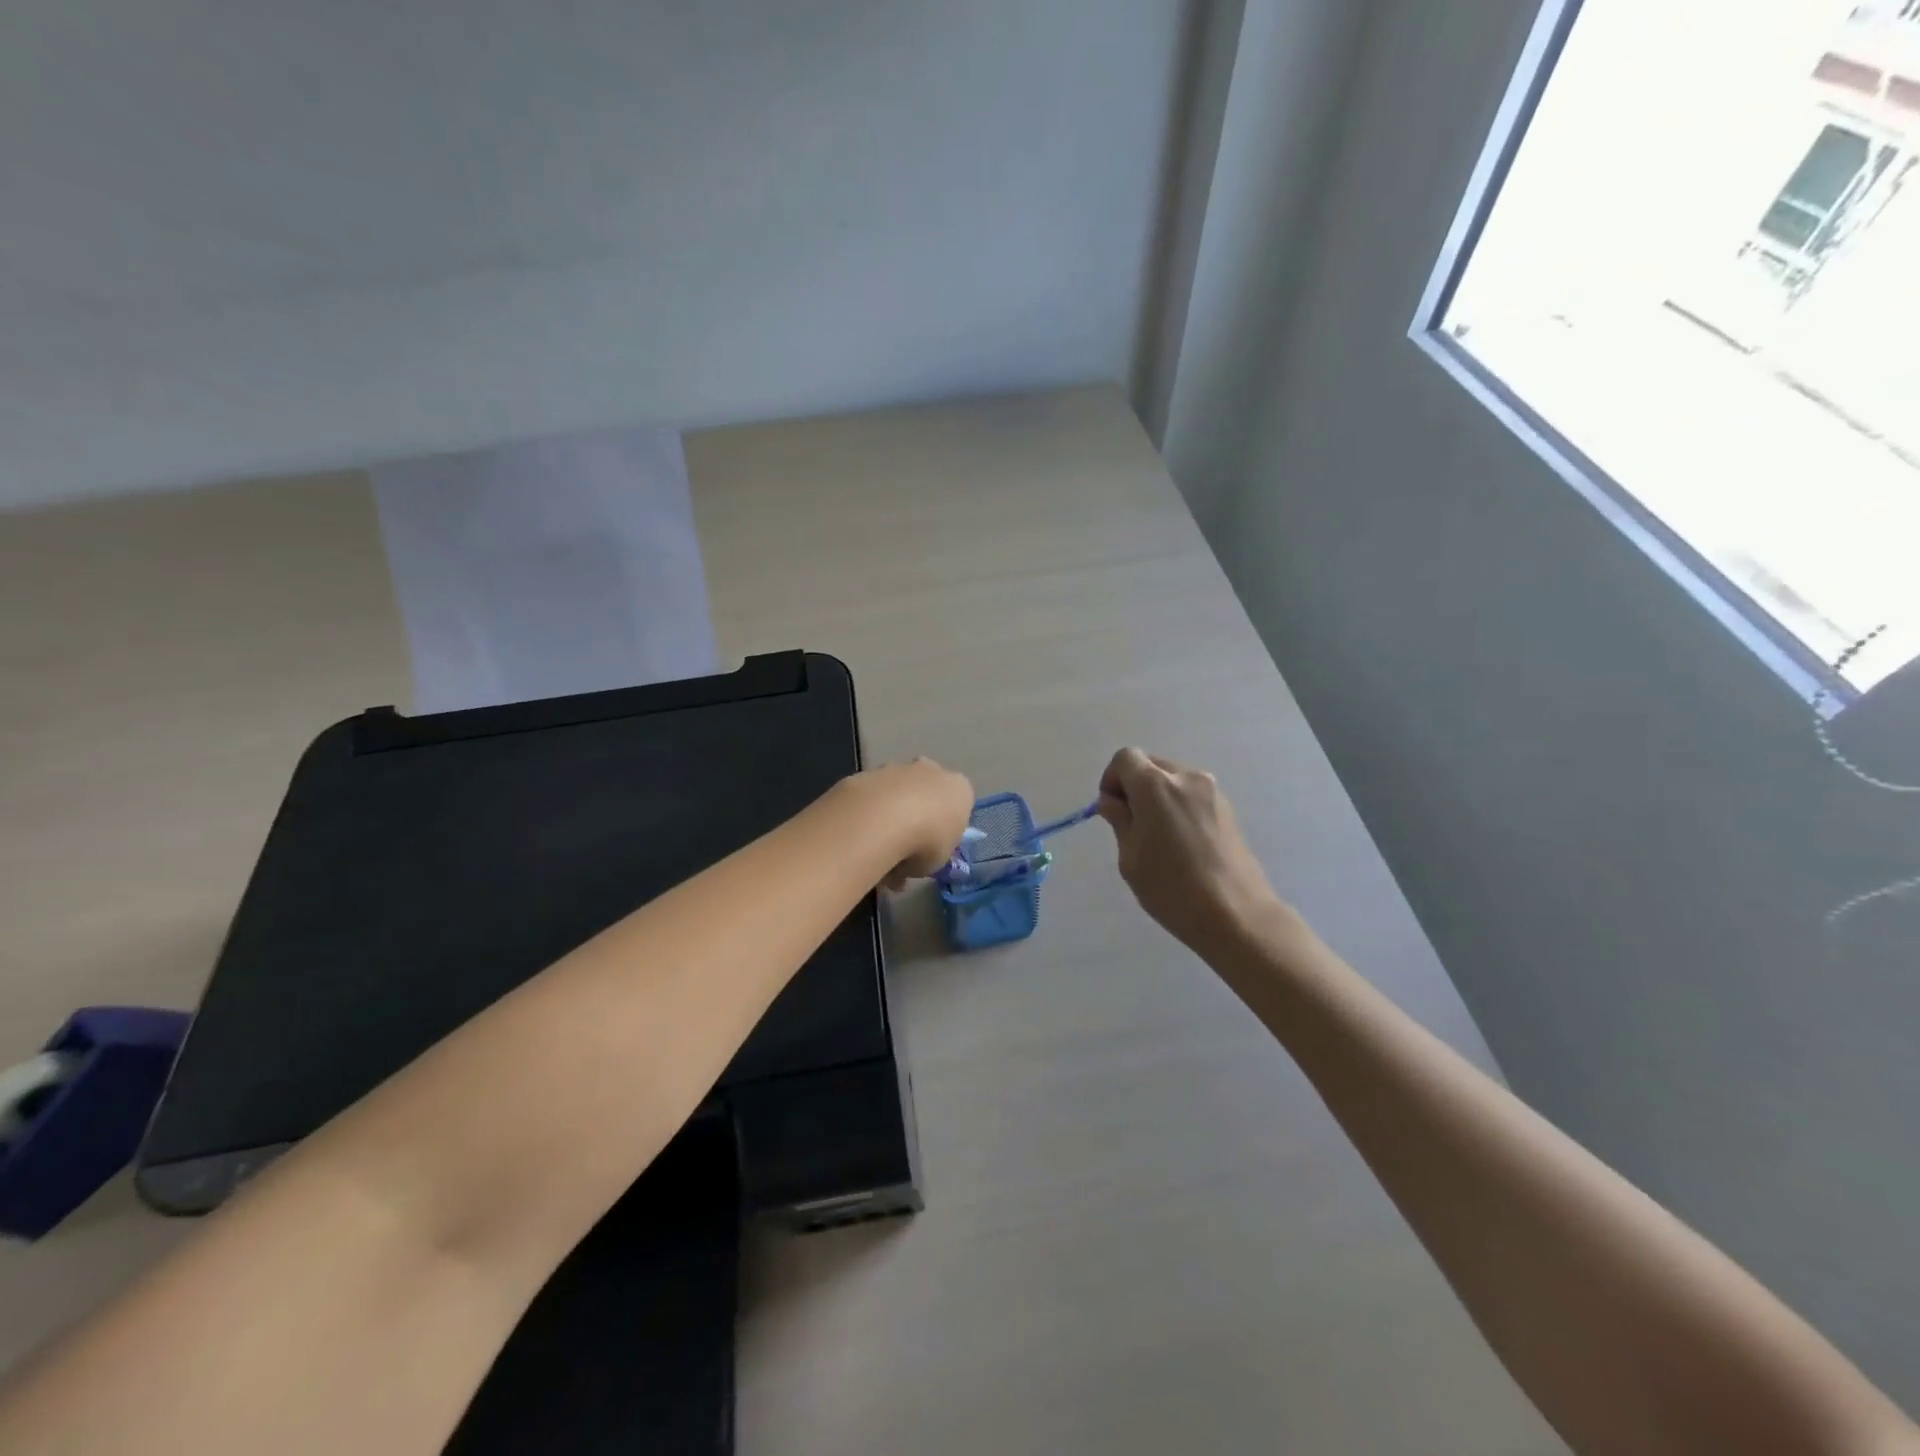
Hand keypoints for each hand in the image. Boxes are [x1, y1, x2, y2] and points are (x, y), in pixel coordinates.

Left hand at [842, 758, 974, 889]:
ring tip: (877, 846)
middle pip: (926, 791)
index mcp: (959, 789)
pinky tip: (861, 834)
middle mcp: (931, 770)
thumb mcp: (940, 859)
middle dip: (917, 814)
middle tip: (904, 846)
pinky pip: (871, 795)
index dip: (944, 828)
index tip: (932, 848)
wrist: (883, 820)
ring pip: (896, 791)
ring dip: (889, 813)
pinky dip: (867, 812)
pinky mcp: (867, 772)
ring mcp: (897, 767)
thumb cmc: (926, 842)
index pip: (957, 805)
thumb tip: (918, 856)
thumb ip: (932, 851)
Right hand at [1096, 748, 1285, 954]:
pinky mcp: (1227, 809)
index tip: (1112, 811)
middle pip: (1151, 765)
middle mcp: (1186, 778)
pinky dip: (1179, 807)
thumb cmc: (1172, 888)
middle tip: (1132, 825)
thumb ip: (1119, 820)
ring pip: (1173, 780)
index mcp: (1156, 785)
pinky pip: (1192, 795)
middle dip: (1134, 786)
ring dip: (1158, 797)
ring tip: (1159, 838)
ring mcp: (1212, 792)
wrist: (1236, 915)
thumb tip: (1112, 801)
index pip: (1125, 758)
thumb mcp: (1131, 857)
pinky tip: (1182, 844)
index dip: (1112, 779)